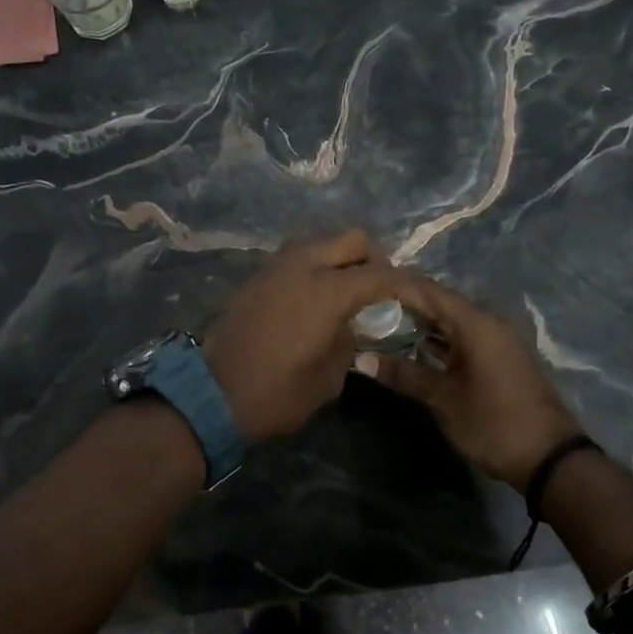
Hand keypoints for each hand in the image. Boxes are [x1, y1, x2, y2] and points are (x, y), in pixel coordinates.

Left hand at [204, 230, 402, 443]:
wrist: (214, 395)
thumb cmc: (279, 393)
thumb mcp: (330, 375)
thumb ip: (349, 338)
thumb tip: (350, 322)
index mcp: (328, 290)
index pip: (380, 273)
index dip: (406, 283)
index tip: (418, 295)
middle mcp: (303, 265)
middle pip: (351, 238)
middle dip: (373, 258)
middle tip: (379, 288)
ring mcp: (275, 266)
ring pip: (320, 242)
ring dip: (339, 259)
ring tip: (346, 292)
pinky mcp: (256, 276)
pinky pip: (296, 258)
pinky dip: (313, 267)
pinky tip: (315, 298)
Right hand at [366, 273, 584, 491]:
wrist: (550, 458)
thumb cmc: (493, 422)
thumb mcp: (443, 399)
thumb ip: (403, 374)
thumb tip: (361, 360)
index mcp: (475, 322)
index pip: (426, 290)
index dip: (394, 286)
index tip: (362, 288)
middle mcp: (487, 321)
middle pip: (439, 301)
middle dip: (403, 303)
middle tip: (366, 307)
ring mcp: (496, 339)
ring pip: (451, 319)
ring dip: (420, 321)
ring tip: (381, 324)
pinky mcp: (499, 356)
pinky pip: (463, 335)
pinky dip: (439, 338)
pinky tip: (413, 347)